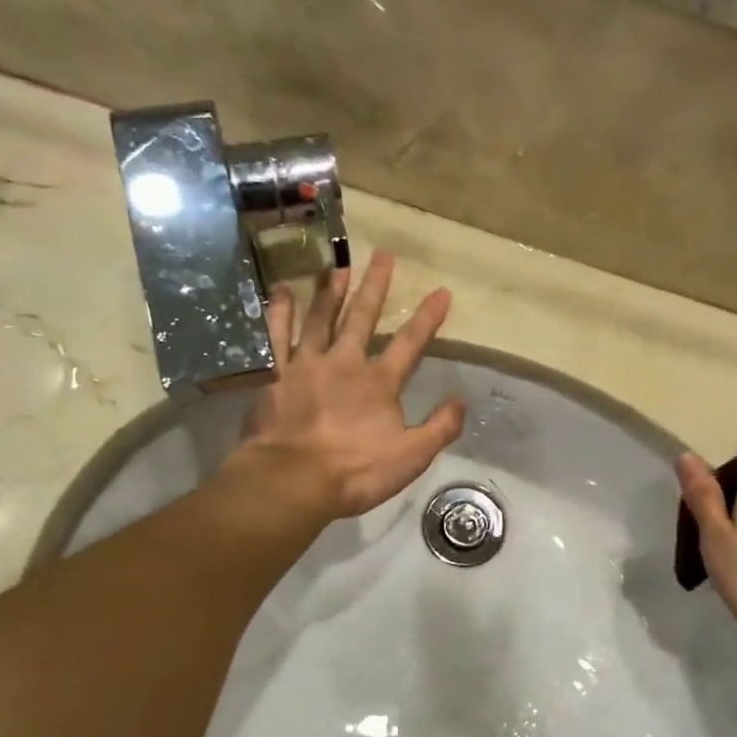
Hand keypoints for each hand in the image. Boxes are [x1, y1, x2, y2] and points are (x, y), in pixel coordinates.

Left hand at [232, 252, 465, 520]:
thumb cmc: (354, 472)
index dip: (427, 318)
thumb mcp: (411, 457)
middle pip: (362, 318)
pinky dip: (278, 313)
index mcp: (379, 382)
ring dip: (330, 291)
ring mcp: (306, 365)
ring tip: (338, 266)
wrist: (293, 481)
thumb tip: (461, 401)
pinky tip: (279, 291)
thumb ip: (440, 428)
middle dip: (376, 286)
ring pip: (320, 318)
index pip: (410, 343)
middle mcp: (345, 363)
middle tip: (383, 255)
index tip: (441, 291)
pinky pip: (275, 337)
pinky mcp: (274, 375)